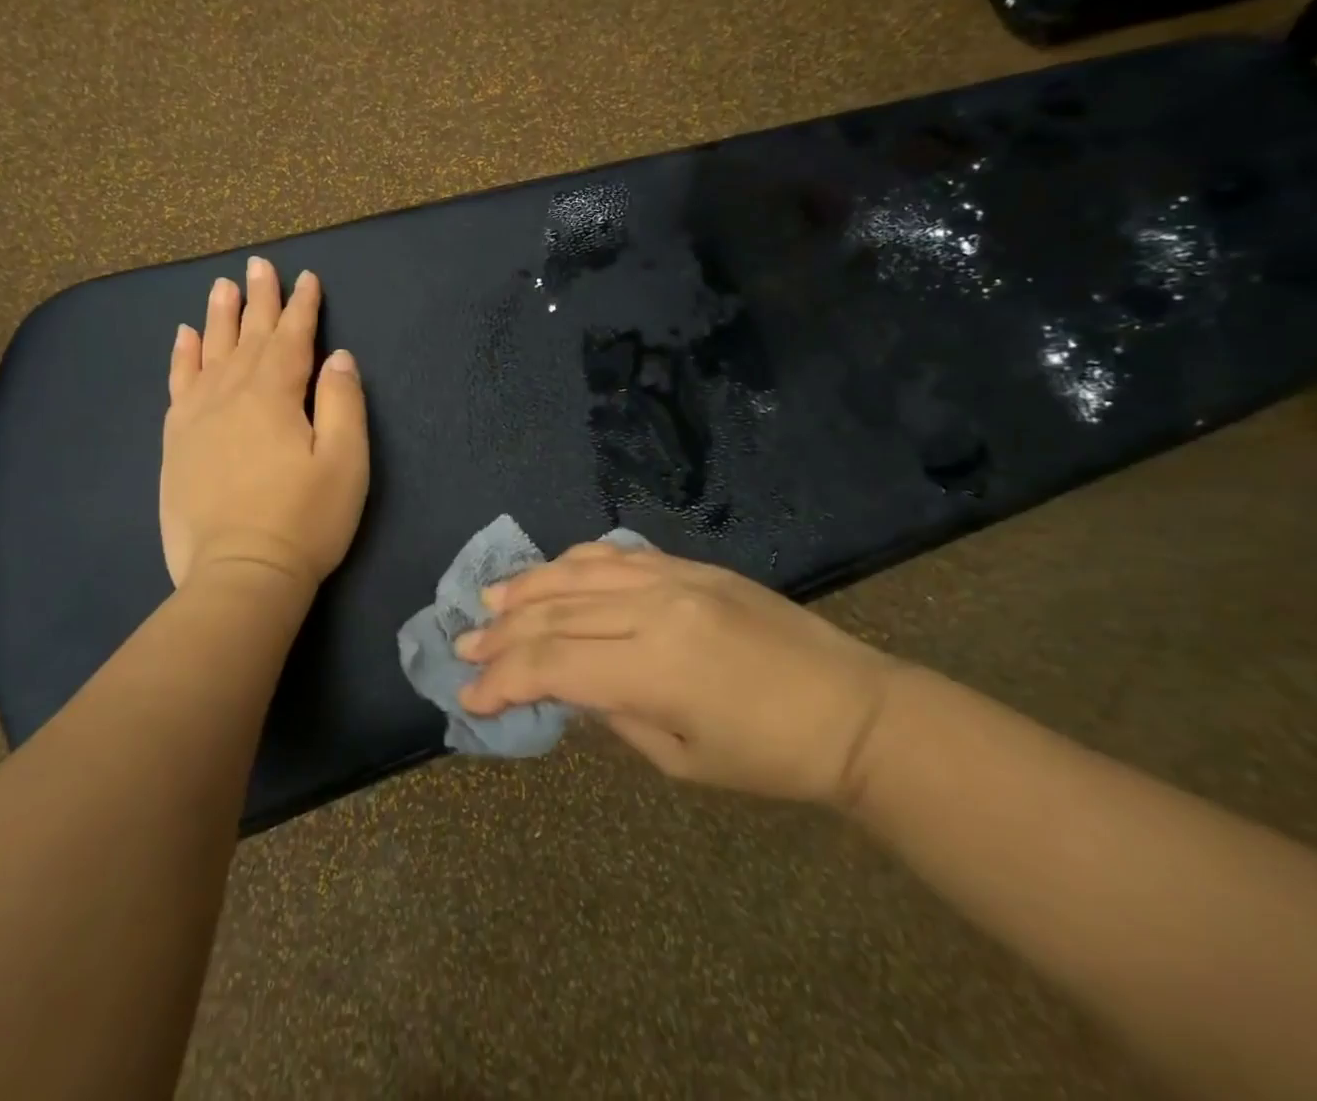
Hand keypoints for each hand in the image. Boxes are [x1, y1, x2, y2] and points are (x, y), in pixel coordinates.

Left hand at [159, 257, 369, 598]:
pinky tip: (182, 338)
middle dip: (258, 299)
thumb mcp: (345, 462)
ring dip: (218, 317)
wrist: (239, 575)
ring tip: (222, 286)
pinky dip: (181, 357)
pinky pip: (177, 385)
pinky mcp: (176, 444)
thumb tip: (337, 358)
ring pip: (209, 352)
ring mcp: (196, 418)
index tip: (306, 277)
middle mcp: (230, 394)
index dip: (301, 306)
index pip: (291, 338)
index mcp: (274, 395)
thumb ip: (343, 402)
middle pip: (246, 336)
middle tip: (259, 265)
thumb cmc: (304, 520)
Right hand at [455, 543, 899, 808]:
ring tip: (489, 601)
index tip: (471, 697)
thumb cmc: (769, 758)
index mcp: (654, 667)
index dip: (504, 679)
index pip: (554, 665)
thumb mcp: (680, 761)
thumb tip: (564, 688)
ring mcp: (673, 578)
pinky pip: (617, 555)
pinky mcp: (690, 565)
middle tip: (464, 646)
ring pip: (578, 573)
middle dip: (503, 634)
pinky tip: (550, 573)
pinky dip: (574, 563)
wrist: (852, 709)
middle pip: (556, 614)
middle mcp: (655, 608)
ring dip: (527, 588)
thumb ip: (613, 715)